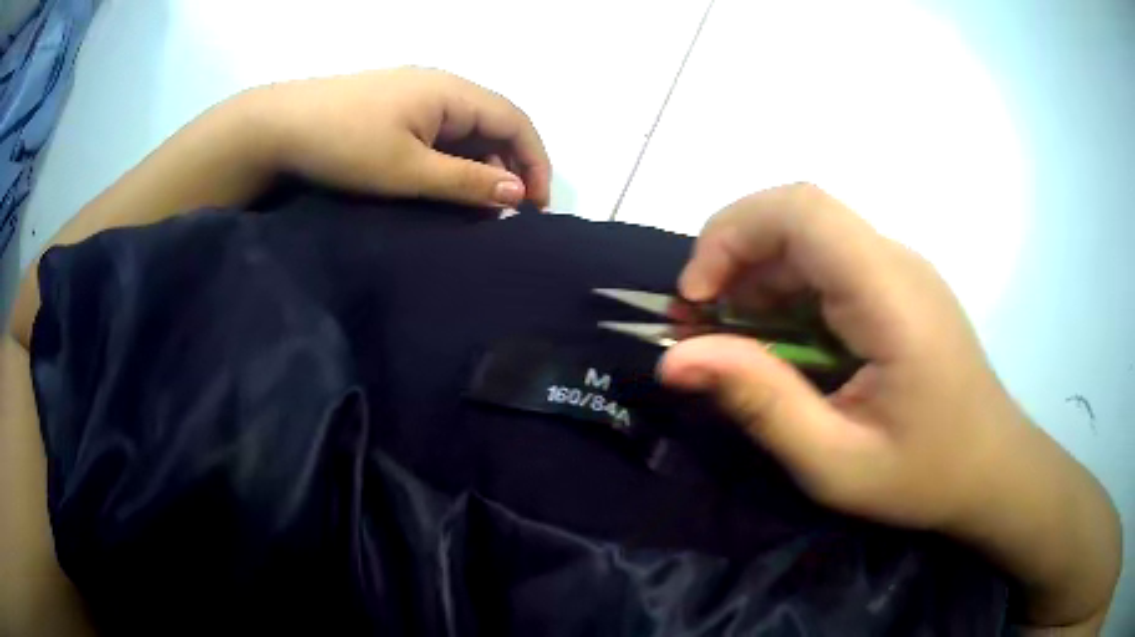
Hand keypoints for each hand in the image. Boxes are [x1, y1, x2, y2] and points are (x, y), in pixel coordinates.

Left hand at [240, 67, 550, 208]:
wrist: (278, 126)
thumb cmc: (344, 144)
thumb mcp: (408, 170)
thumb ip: (466, 182)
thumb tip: (518, 193)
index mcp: (452, 92)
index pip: (515, 121)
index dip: (535, 162)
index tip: (537, 207)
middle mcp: (441, 86)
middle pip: (494, 123)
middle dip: (510, 166)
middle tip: (507, 213)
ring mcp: (416, 94)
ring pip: (466, 128)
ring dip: (479, 164)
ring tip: (476, 205)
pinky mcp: (395, 106)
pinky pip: (440, 130)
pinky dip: (452, 158)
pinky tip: (443, 182)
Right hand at [657, 184, 1119, 627]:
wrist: (992, 468)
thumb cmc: (925, 474)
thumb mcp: (836, 463)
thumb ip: (761, 404)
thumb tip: (674, 360)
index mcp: (890, 296)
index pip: (802, 210)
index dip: (732, 234)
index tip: (696, 299)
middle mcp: (896, 262)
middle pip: (798, 212)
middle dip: (732, 253)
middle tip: (701, 322)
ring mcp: (899, 270)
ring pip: (809, 235)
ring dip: (756, 274)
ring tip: (730, 338)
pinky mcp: (897, 286)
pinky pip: (828, 262)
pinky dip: (785, 289)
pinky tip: (777, 340)